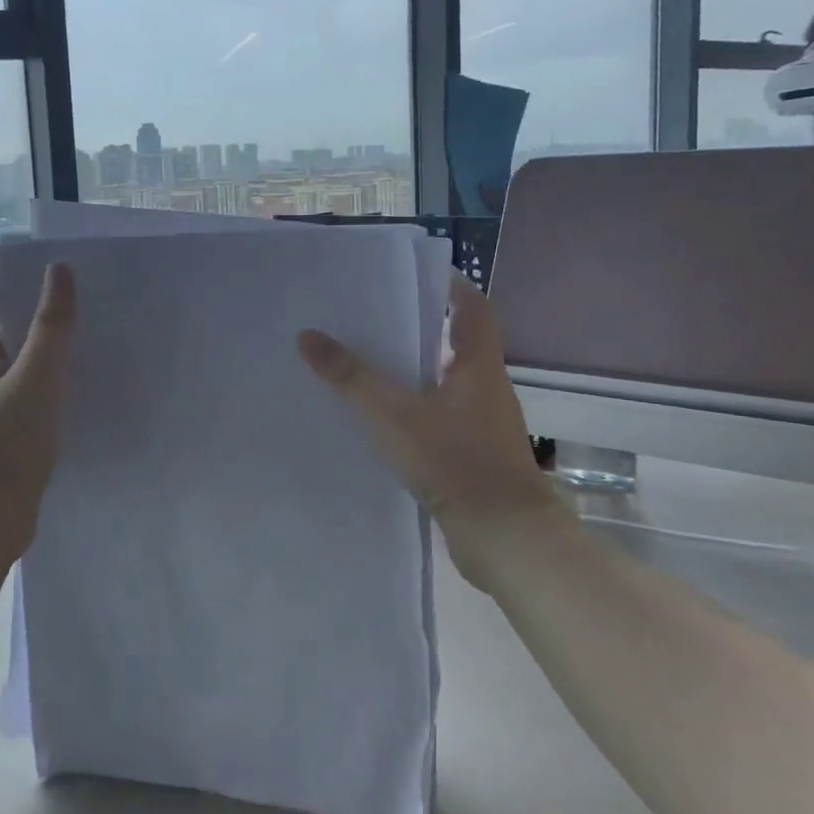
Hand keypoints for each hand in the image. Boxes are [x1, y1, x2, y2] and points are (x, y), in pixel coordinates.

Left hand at [0, 262, 77, 562]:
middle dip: (9, 308)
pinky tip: (62, 387)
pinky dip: (34, 378)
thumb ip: (51, 325)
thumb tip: (58, 270)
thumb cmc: (7, 440)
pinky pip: (16, 392)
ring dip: (24, 343)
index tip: (14, 262)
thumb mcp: (36, 376)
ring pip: (1, 363)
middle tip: (49, 294)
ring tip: (62, 334)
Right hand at [297, 270, 563, 586]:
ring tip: (370, 364)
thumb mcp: (393, 415)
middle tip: (376, 317)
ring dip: (418, 371)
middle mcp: (487, 389)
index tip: (416, 275)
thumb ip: (350, 377)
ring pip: (448, 384)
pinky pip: (443, 418)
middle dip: (423, 328)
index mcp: (479, 366)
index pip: (473, 309)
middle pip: (458, 344)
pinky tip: (384, 421)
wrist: (505, 538)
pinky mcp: (476, 458)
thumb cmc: (455, 462)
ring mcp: (485, 426)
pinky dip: (418, 410)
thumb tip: (308, 336)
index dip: (450, 286)